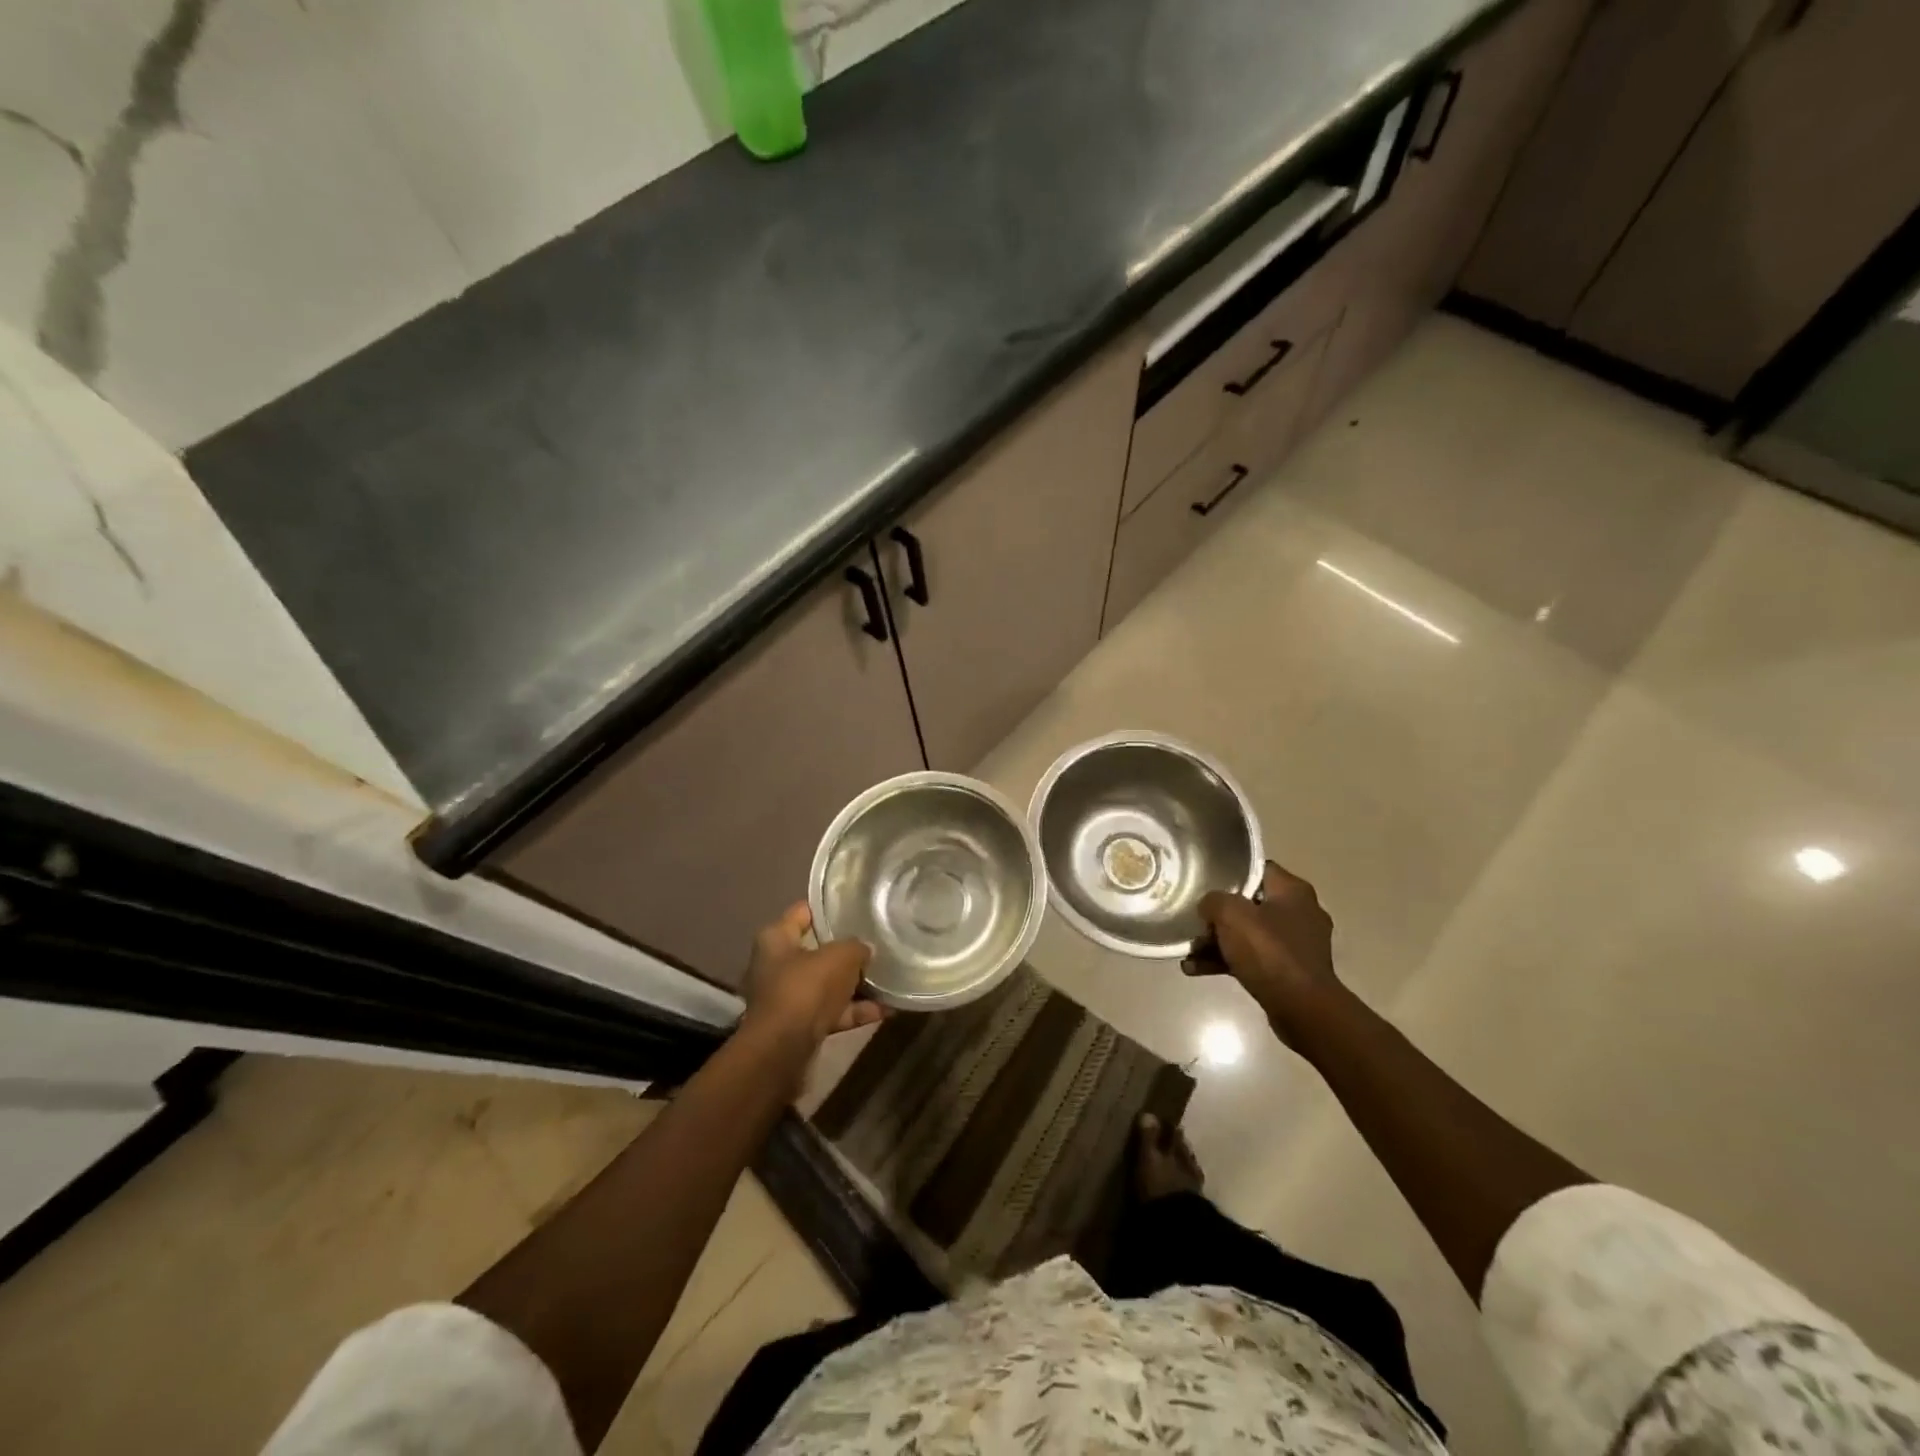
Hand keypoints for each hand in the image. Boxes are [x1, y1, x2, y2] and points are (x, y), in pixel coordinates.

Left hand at [740, 902, 886, 1044]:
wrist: (783, 1049)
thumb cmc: (806, 988)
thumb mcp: (840, 957)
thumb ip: (856, 947)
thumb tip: (865, 950)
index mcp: (775, 938)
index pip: (803, 911)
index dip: (829, 907)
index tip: (856, 906)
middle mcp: (775, 964)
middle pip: (816, 950)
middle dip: (845, 950)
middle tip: (876, 943)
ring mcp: (786, 997)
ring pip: (826, 984)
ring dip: (854, 985)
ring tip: (888, 978)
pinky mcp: (798, 1025)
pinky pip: (831, 1011)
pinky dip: (854, 1010)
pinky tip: (886, 1009)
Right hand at [1190, 862, 1346, 1045]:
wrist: (1302, 1009)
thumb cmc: (1269, 952)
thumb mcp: (1231, 914)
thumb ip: (1213, 900)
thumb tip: (1209, 906)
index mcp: (1293, 891)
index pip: (1259, 869)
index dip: (1231, 872)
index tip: (1205, 879)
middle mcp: (1300, 913)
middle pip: (1250, 903)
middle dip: (1219, 914)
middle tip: (1194, 918)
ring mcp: (1297, 945)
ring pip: (1249, 934)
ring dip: (1218, 942)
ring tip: (1188, 950)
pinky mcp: (1290, 972)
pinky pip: (1252, 959)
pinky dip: (1227, 962)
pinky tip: (1196, 969)